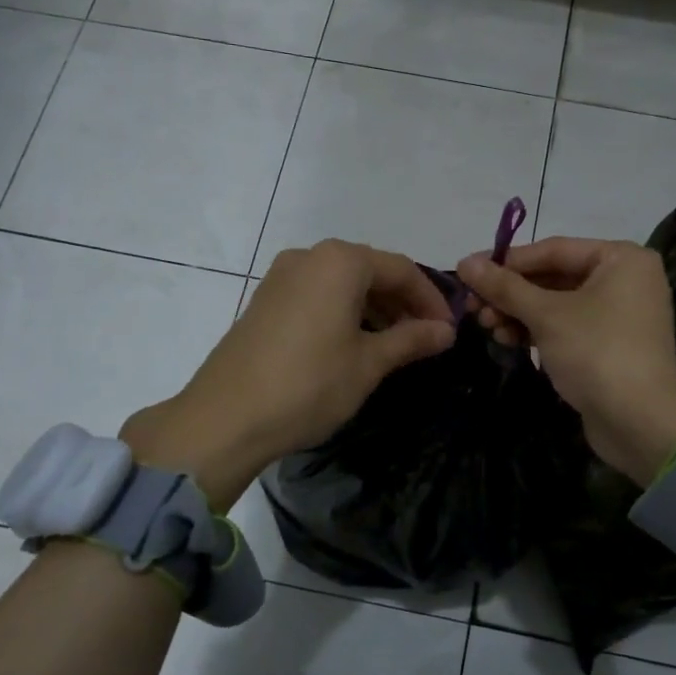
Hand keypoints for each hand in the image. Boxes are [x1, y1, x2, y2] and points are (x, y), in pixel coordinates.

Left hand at [122, 240, 454, 506]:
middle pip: (370, 270)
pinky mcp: (265, 300)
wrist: (225, 418)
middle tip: (426, 338)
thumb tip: (446, 331)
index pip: (401, 269)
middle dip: (403, 302)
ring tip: (395, 344)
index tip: (449, 330)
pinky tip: (355, 343)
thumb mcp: (369, 363)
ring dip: (374, 308)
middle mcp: (309, 256)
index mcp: (340, 261)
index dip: (431, 299)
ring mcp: (281, 277)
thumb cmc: (309, 384)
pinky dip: (344, 312)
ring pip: (342, 283)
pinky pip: (317, 295)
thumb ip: (411, 340)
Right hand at [458, 238, 675, 485]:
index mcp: (620, 258)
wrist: (640, 423)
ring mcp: (618, 315)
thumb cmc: (596, 352)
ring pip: (555, 304)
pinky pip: (565, 327)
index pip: (552, 250)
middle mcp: (624, 279)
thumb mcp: (546, 314)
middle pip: (553, 276)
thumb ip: (504, 286)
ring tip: (486, 326)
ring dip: (518, 313)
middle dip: (510, 293)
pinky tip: (507, 339)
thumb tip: (464, 262)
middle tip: (472, 306)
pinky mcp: (608, 346)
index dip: (506, 261)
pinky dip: (536, 331)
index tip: (466, 271)